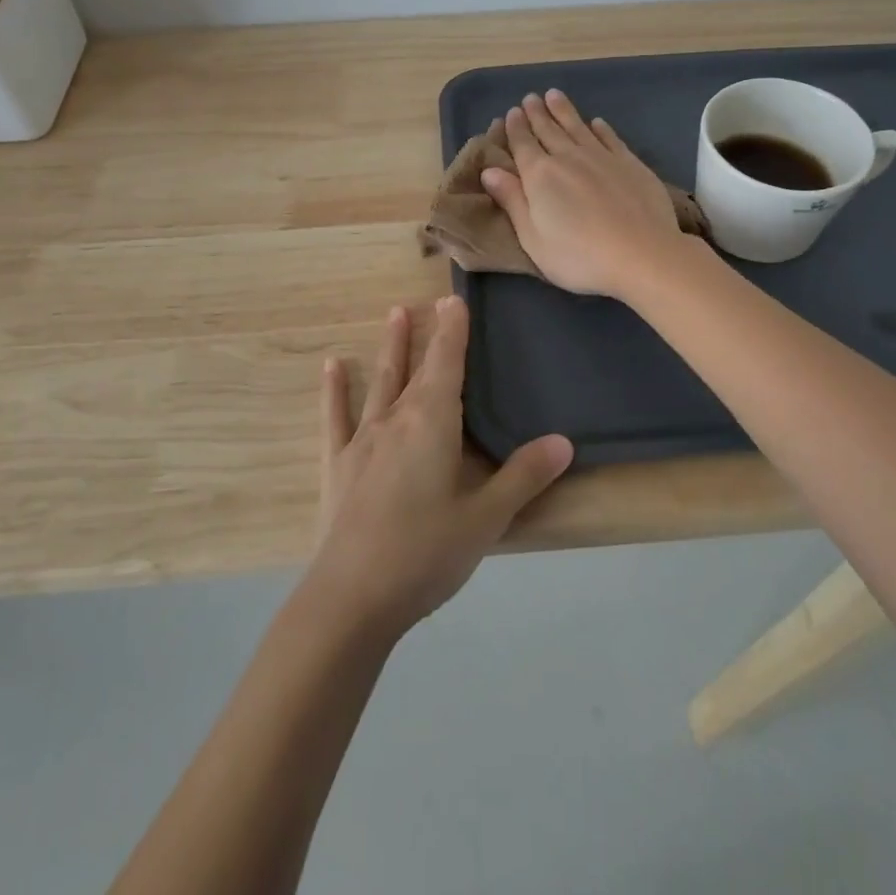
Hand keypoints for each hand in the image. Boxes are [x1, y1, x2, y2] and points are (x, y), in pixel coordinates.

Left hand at [308, 298, 572, 637]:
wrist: (352, 597)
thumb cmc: (425, 554)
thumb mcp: (485, 519)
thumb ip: (523, 476)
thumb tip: (564, 441)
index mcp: (432, 424)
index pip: (447, 364)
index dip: (453, 330)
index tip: (454, 299)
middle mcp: (396, 419)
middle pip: (415, 367)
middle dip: (427, 334)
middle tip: (431, 301)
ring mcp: (362, 439)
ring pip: (380, 382)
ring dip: (389, 348)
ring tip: (393, 313)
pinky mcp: (338, 464)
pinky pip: (336, 416)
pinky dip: (335, 390)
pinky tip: (331, 366)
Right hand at [480, 89, 687, 298]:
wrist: (642, 254)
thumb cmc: (579, 255)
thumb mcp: (533, 238)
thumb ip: (513, 201)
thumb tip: (490, 171)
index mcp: (539, 176)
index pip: (522, 145)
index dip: (515, 128)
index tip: (512, 112)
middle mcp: (568, 158)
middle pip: (548, 130)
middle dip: (537, 113)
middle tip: (530, 98)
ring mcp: (602, 157)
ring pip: (577, 127)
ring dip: (564, 111)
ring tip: (554, 95)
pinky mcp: (630, 163)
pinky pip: (610, 138)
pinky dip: (600, 128)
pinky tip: (597, 122)